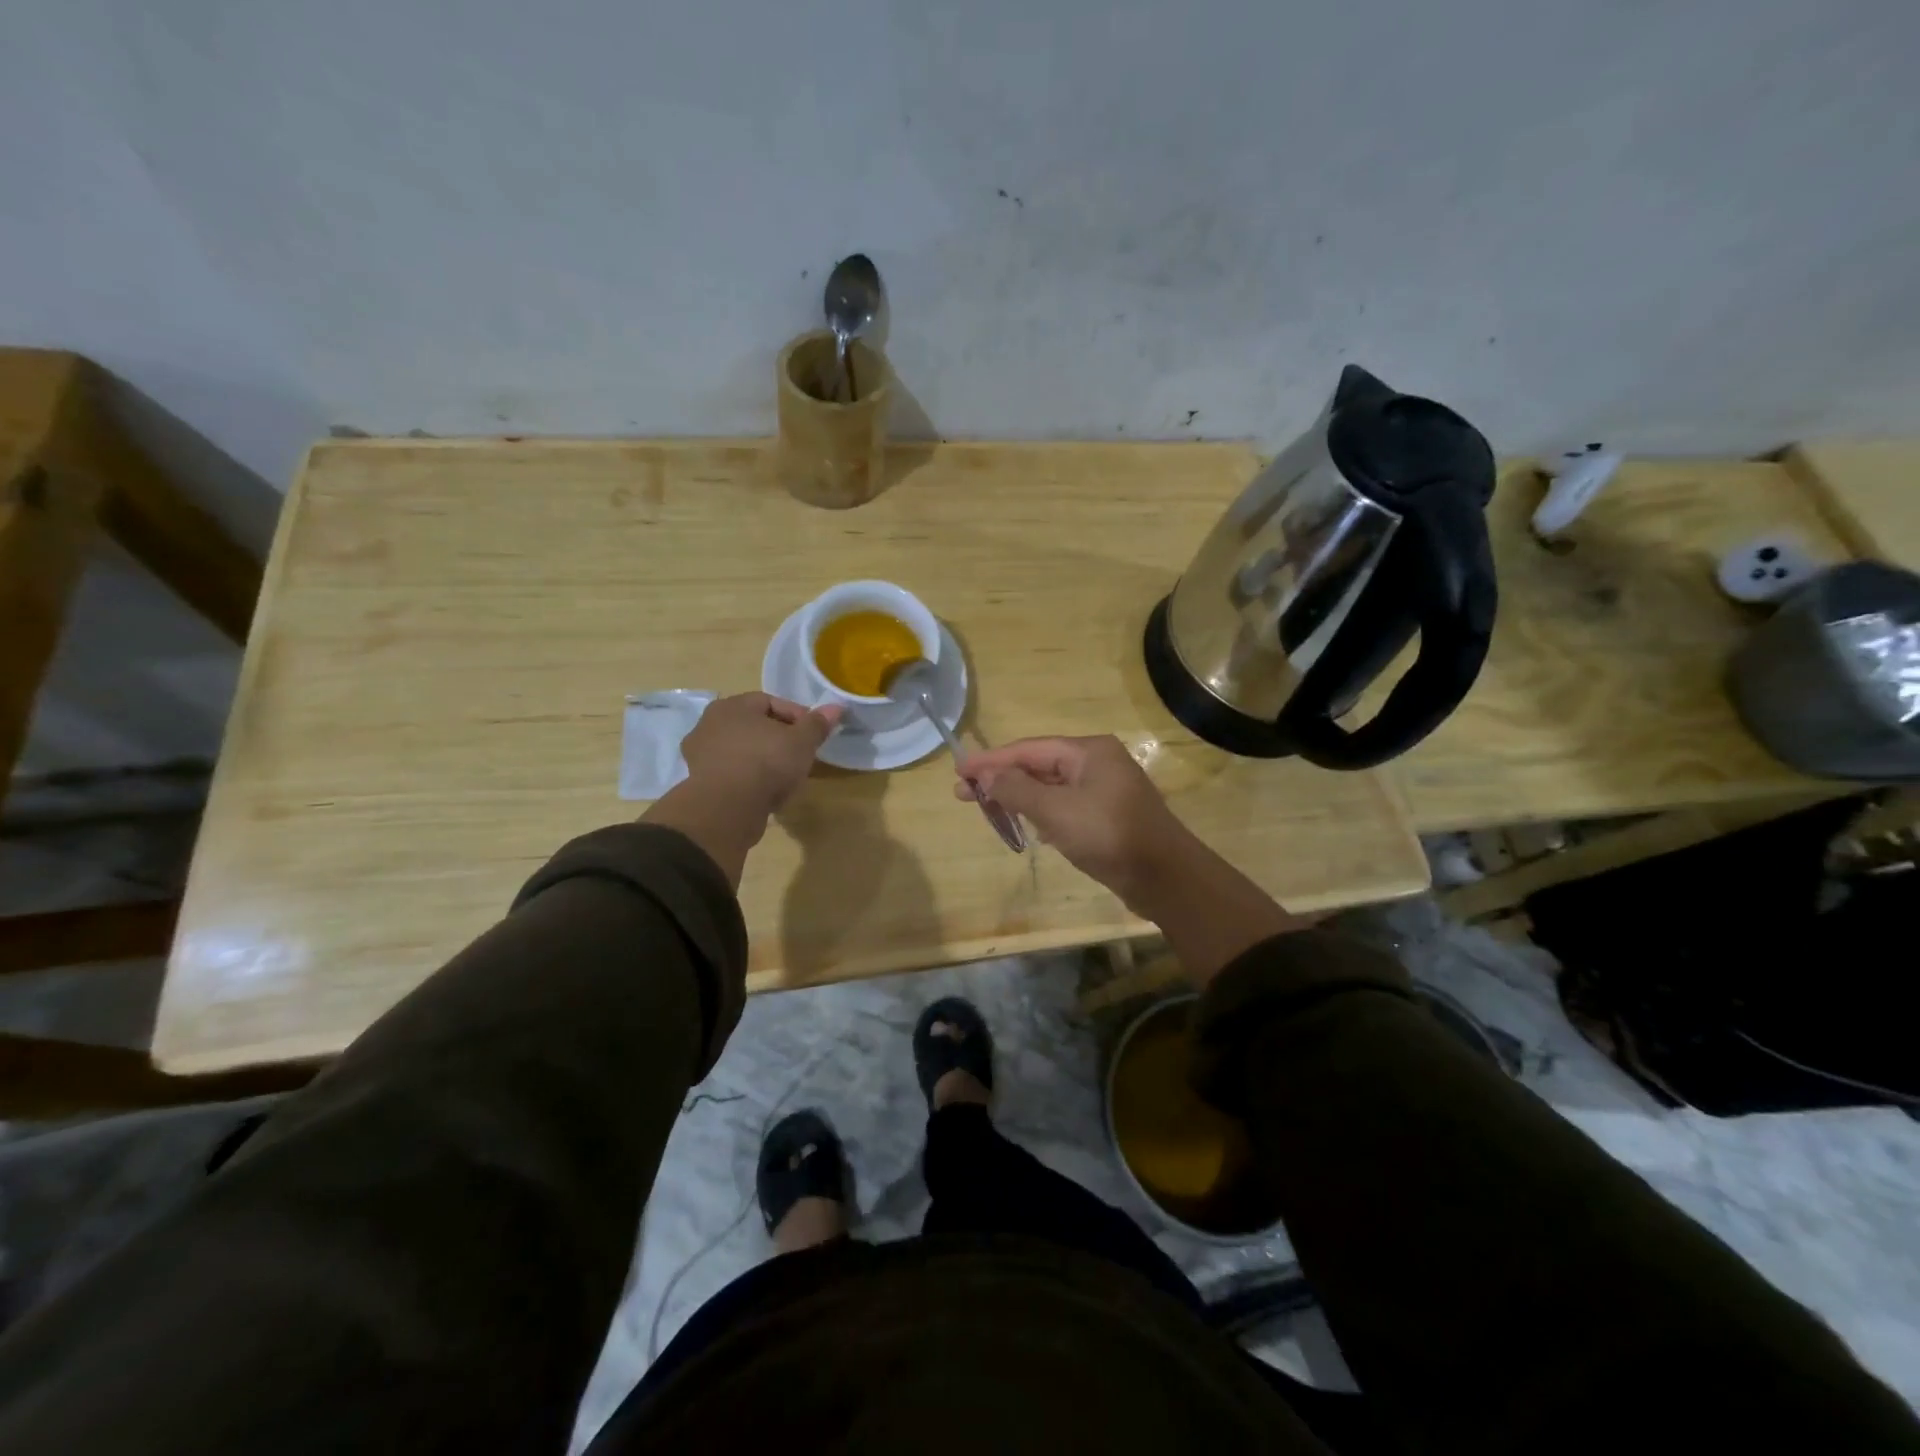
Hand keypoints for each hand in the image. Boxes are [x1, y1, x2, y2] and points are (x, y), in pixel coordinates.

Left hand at [681, 693, 841, 816]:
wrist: (726, 809)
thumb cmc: (766, 763)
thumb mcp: (801, 742)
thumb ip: (817, 724)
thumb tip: (836, 708)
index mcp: (732, 706)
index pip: (769, 701)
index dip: (797, 715)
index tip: (814, 734)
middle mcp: (710, 725)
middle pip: (754, 726)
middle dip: (779, 739)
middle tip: (801, 754)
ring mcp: (701, 756)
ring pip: (743, 752)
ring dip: (764, 761)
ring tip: (786, 777)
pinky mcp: (701, 784)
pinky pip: (734, 774)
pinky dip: (750, 780)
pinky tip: (766, 793)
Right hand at [956, 736, 1192, 905]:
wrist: (1165, 878)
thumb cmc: (1108, 836)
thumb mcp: (1056, 811)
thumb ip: (1017, 789)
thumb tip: (986, 773)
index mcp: (1088, 751)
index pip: (1028, 749)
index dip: (990, 760)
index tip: (958, 770)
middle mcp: (1097, 762)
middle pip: (1039, 765)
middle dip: (1001, 779)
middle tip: (964, 794)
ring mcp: (1105, 789)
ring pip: (1051, 787)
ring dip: (1020, 796)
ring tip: (988, 808)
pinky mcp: (1108, 815)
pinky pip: (1065, 805)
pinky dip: (1041, 812)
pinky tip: (1026, 826)